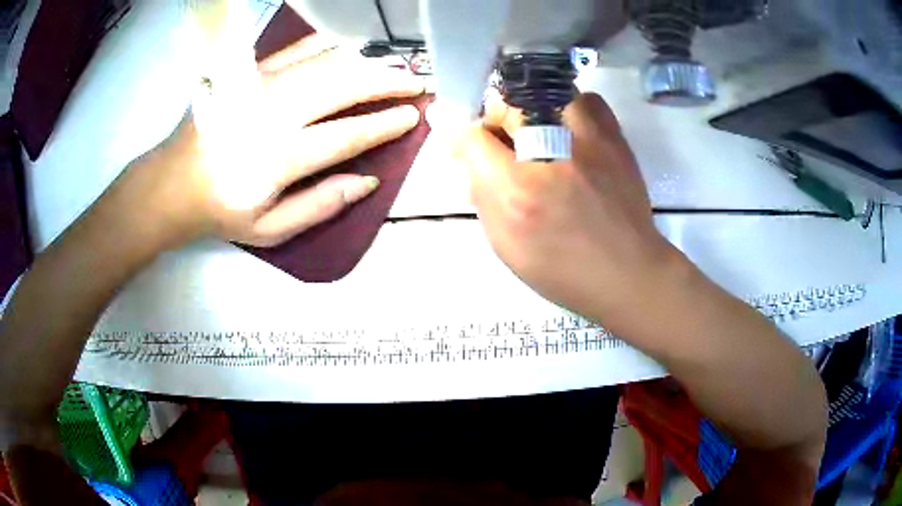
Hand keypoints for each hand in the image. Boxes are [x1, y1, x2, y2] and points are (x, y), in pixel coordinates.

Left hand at [115, 35, 423, 248]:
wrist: (172, 183)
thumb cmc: (222, 210)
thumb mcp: (270, 229)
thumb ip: (320, 206)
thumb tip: (368, 181)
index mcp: (278, 158)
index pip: (346, 135)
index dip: (384, 124)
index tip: (412, 117)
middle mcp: (273, 114)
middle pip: (342, 86)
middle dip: (386, 82)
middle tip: (416, 83)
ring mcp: (260, 86)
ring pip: (325, 62)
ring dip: (365, 62)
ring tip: (392, 64)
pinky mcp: (248, 73)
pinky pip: (296, 50)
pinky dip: (328, 46)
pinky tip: (349, 47)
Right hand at [454, 92, 683, 326]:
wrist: (626, 272)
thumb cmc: (562, 269)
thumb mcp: (506, 245)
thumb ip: (483, 196)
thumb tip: (473, 158)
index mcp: (515, 191)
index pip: (471, 137)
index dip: (464, 140)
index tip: (470, 148)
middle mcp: (548, 156)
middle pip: (506, 106)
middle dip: (496, 121)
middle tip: (506, 144)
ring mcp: (586, 141)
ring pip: (545, 93)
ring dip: (532, 109)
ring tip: (539, 132)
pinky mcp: (614, 138)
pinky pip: (586, 99)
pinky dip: (572, 108)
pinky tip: (571, 131)